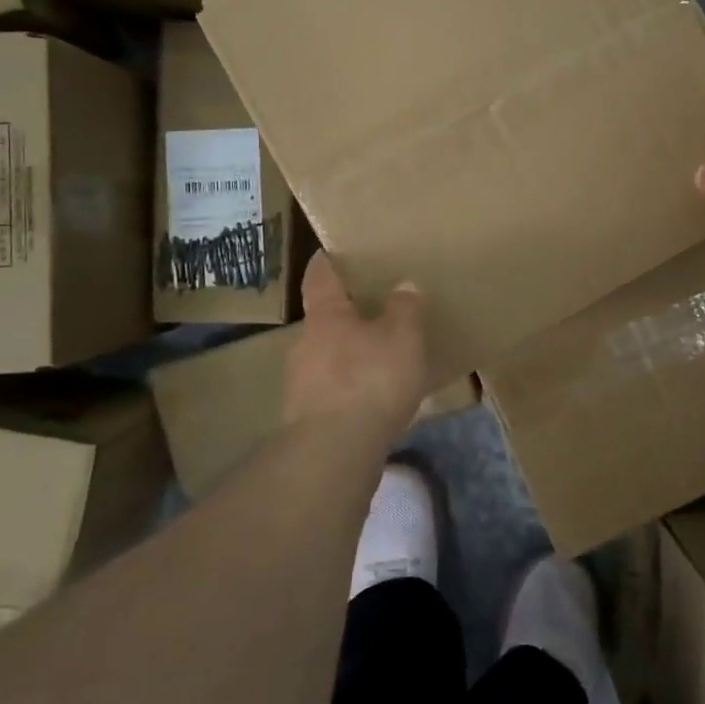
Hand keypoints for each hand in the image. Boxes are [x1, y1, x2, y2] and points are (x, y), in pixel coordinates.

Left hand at [283, 253, 428, 432]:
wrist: (334, 451)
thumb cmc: (369, 380)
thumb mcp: (402, 337)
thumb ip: (404, 309)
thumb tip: (403, 285)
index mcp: (326, 316)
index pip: (320, 278)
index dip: (326, 263)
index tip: (330, 252)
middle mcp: (304, 344)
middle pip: (324, 321)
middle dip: (345, 317)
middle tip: (373, 313)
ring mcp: (300, 383)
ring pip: (326, 358)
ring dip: (348, 356)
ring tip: (378, 361)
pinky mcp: (306, 419)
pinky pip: (331, 391)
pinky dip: (349, 389)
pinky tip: (372, 400)